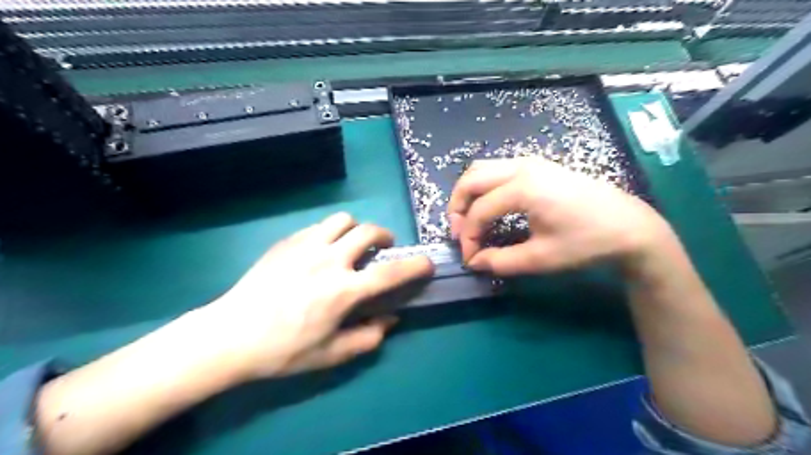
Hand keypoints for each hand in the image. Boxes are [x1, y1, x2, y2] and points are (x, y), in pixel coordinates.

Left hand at [199, 214, 432, 380]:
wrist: (230, 335)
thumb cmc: (283, 350)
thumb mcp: (331, 354)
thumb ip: (368, 337)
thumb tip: (391, 319)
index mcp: (343, 291)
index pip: (390, 273)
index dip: (415, 266)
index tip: (426, 263)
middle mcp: (329, 260)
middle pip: (368, 232)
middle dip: (384, 237)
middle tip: (382, 249)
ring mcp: (306, 246)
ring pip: (343, 220)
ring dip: (355, 229)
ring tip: (351, 244)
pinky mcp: (287, 242)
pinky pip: (318, 226)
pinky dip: (330, 233)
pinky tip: (321, 250)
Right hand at [450, 157, 672, 275]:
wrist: (629, 226)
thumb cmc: (586, 242)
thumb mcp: (541, 258)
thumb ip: (501, 261)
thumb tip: (474, 262)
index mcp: (523, 188)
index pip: (479, 212)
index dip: (468, 237)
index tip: (470, 258)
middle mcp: (522, 167)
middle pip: (471, 179)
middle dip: (458, 207)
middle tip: (459, 233)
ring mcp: (531, 162)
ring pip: (482, 169)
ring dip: (469, 193)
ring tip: (470, 219)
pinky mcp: (538, 165)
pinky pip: (497, 169)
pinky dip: (484, 186)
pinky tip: (490, 205)